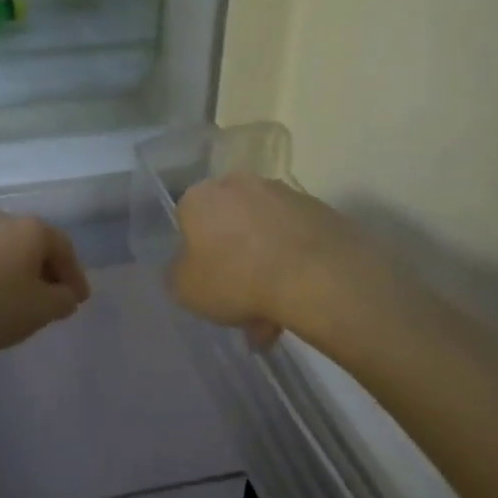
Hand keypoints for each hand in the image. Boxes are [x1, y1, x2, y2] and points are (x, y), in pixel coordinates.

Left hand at [0, 212, 91, 350]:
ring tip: (25, 300)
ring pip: (12, 250)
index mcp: (32, 229)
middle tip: (56, 300)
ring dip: (23, 272)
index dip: (76, 277)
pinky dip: (0, 273)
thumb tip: (66, 294)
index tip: (79, 301)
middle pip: (38, 245)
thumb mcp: (39, 310)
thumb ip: (63, 301)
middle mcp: (6, 219)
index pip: (65, 249)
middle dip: (50, 273)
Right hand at [170, 174, 365, 342]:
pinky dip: (294, 264)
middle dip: (235, 261)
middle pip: (230, 225)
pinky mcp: (319, 209)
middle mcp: (239, 184)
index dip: (196, 254)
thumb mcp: (184, 289)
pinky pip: (295, 240)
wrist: (316, 276)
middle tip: (242, 303)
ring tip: (277, 314)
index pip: (188, 221)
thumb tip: (185, 266)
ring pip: (264, 235)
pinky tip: (300, 298)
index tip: (208, 282)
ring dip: (266, 266)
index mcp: (200, 196)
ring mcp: (283, 193)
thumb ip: (178, 272)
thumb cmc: (236, 278)